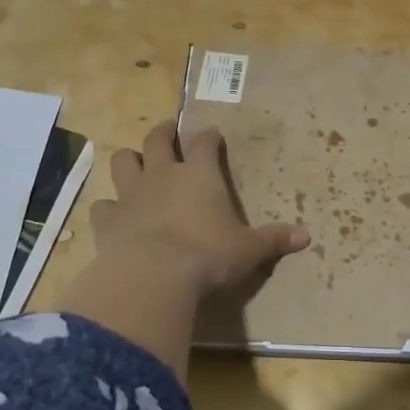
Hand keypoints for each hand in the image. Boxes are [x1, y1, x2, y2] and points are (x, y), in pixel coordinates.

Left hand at [89, 122, 308, 298]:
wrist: (153, 277)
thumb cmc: (208, 256)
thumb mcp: (249, 249)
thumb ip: (274, 239)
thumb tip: (307, 237)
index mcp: (199, 174)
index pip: (204, 142)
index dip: (209, 137)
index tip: (212, 136)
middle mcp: (162, 175)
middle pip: (157, 139)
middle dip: (163, 132)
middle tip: (167, 132)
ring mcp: (130, 195)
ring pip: (123, 162)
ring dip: (129, 160)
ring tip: (135, 166)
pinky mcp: (107, 220)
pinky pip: (103, 205)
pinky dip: (108, 207)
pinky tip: (114, 215)